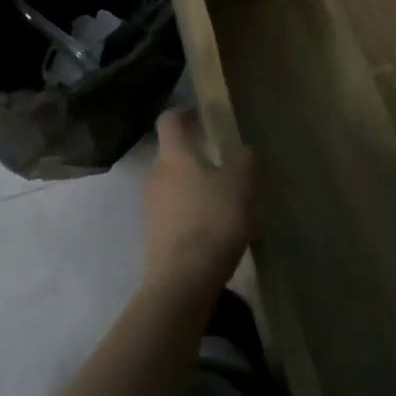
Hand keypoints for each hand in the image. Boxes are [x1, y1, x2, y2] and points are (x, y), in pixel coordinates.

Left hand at [142, 109, 255, 297]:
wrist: (182, 282)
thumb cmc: (213, 220)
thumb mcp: (242, 183)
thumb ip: (245, 160)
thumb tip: (244, 152)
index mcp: (174, 154)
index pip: (169, 120)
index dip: (184, 113)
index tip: (201, 116)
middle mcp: (155, 174)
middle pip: (172, 154)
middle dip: (194, 155)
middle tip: (222, 163)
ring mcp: (150, 207)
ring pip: (173, 185)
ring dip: (194, 187)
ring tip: (222, 201)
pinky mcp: (153, 236)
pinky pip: (173, 213)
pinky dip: (191, 214)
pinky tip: (213, 231)